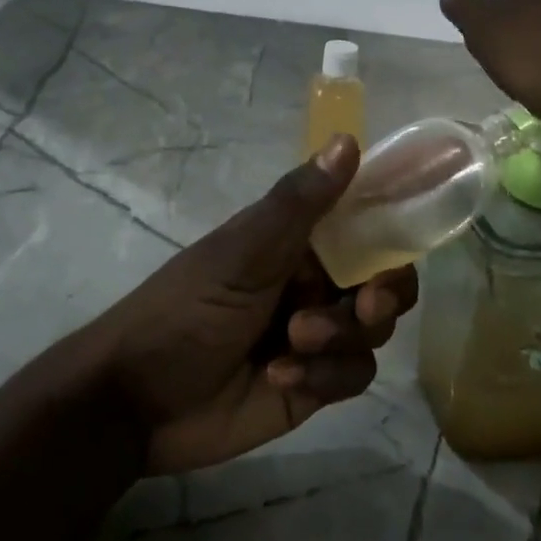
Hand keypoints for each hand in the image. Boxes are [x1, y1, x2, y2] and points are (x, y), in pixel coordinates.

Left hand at [88, 136, 418, 474]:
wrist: (137, 399)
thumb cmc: (186, 308)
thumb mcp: (241, 252)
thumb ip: (299, 203)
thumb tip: (348, 140)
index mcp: (298, 241)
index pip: (365, 225)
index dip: (392, 232)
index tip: (404, 242)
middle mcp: (314, 282)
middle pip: (385, 283)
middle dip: (383, 295)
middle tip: (367, 305)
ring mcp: (317, 335)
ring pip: (373, 331)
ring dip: (341, 337)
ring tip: (293, 344)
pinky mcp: (314, 385)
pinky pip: (353, 376)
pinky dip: (323, 376)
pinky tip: (278, 377)